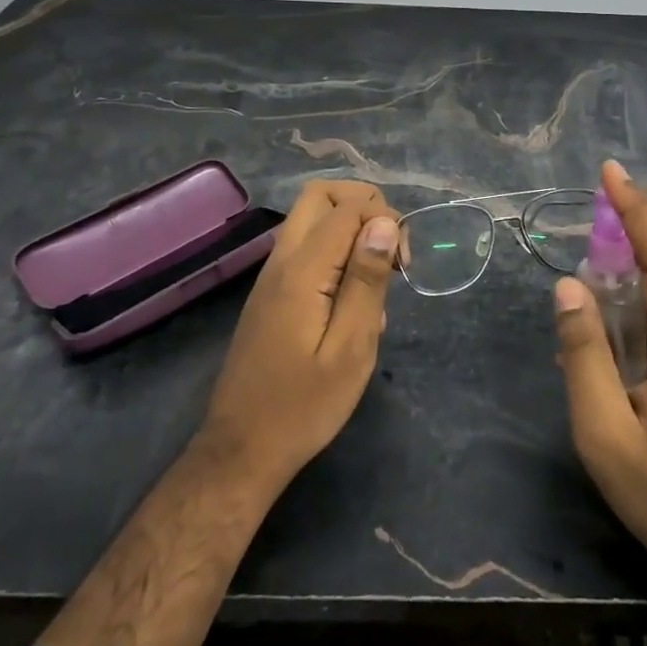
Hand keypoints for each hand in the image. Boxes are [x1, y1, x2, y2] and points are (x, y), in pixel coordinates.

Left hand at [200, 181, 400, 492]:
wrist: (241, 450)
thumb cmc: (303, 406)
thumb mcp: (350, 349)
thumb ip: (366, 280)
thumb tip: (386, 222)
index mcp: (302, 270)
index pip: (348, 207)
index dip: (386, 220)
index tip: (404, 265)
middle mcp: (282, 260)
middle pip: (321, 195)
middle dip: (365, 205)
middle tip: (390, 249)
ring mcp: (272, 275)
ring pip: (312, 217)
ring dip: (351, 229)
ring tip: (377, 279)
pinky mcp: (272, 293)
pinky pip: (307, 247)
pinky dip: (336, 252)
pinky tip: (354, 303)